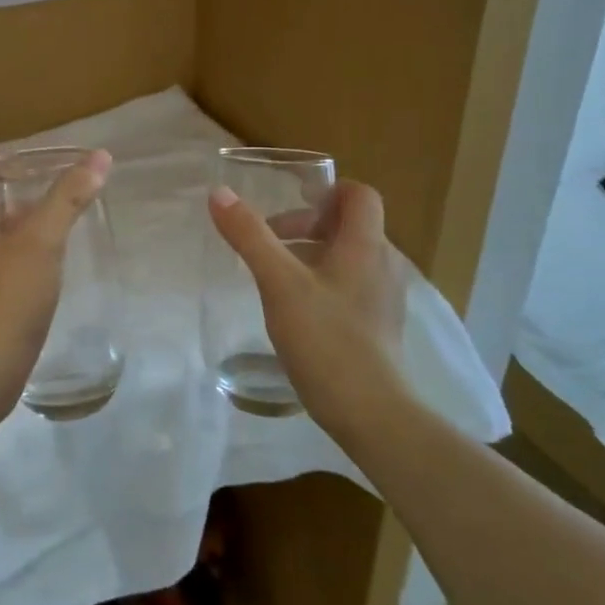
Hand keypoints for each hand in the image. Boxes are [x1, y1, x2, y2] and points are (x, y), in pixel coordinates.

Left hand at [0, 149, 112, 421]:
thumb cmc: (5, 300)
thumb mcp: (42, 243)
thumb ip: (67, 198)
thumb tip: (98, 157)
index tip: (33, 162)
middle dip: (11, 192)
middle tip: (51, 192)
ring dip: (12, 226)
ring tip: (51, 228)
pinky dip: (10, 256)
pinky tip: (39, 271)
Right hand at [207, 179, 408, 433]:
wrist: (370, 412)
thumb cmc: (326, 339)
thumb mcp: (278, 283)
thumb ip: (250, 237)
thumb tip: (219, 193)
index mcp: (366, 246)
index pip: (358, 195)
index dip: (325, 192)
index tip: (289, 206)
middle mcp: (384, 264)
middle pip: (350, 225)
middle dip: (308, 225)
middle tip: (270, 244)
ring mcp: (385, 298)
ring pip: (350, 257)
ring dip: (314, 254)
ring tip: (277, 277)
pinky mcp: (380, 326)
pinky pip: (353, 286)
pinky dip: (324, 282)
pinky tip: (298, 311)